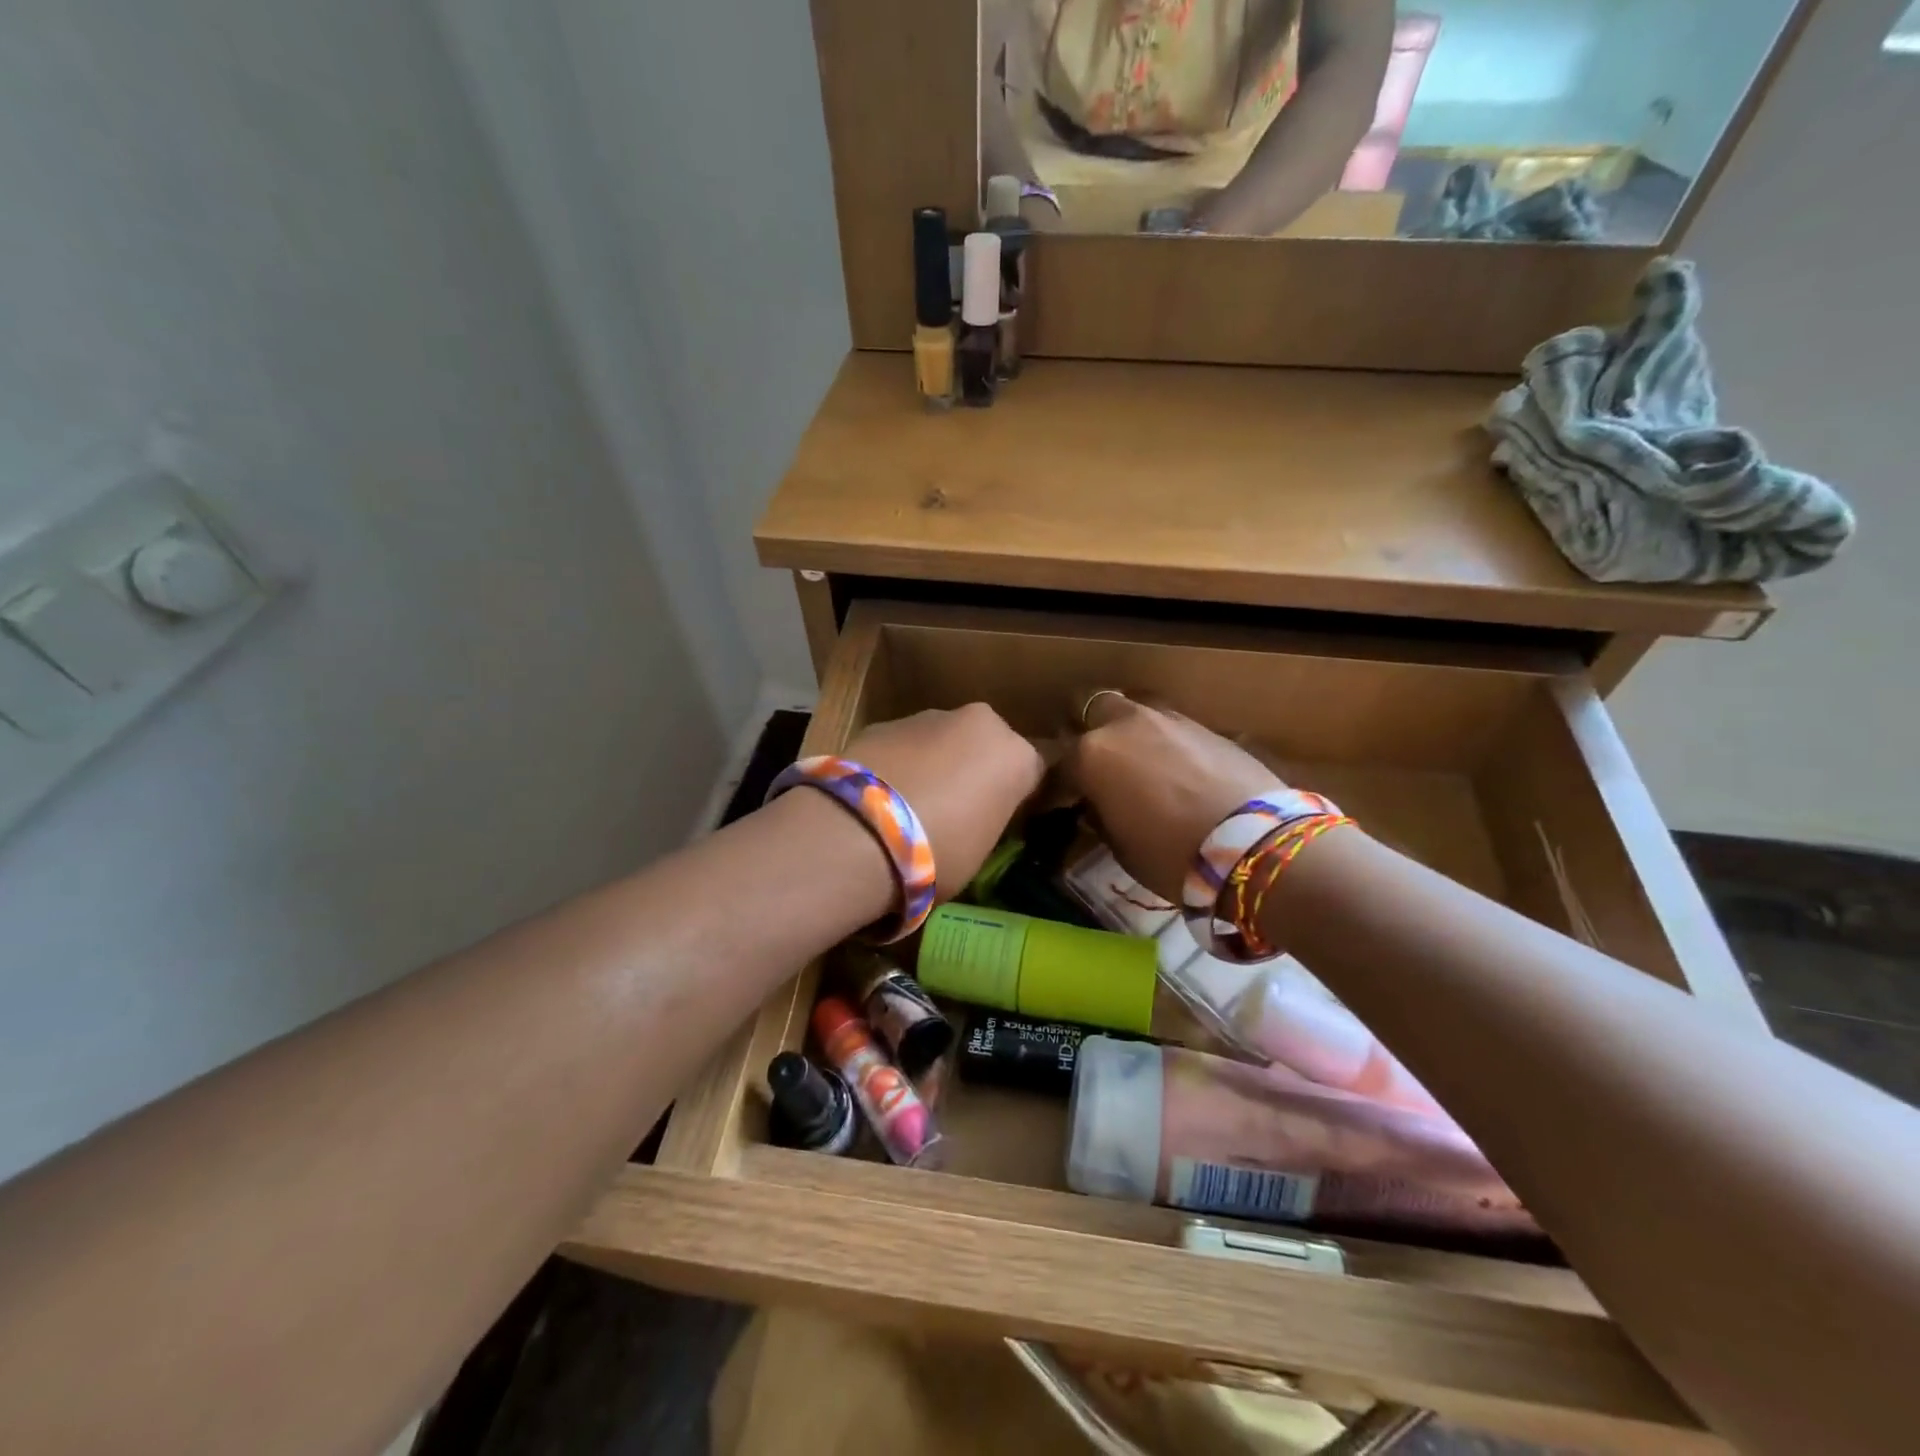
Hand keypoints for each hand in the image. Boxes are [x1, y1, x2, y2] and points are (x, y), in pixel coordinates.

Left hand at [843, 704, 1045, 900]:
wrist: (859, 832)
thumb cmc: (939, 853)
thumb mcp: (981, 850)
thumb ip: (986, 821)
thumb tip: (975, 818)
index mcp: (1016, 755)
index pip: (1033, 771)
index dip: (1018, 795)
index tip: (1004, 818)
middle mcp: (979, 723)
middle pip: (986, 746)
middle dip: (975, 769)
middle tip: (957, 809)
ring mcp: (928, 716)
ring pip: (943, 741)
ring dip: (935, 764)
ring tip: (911, 805)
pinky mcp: (884, 722)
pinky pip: (904, 746)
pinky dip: (899, 764)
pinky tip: (880, 797)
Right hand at [1064, 693, 1284, 901]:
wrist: (1254, 845)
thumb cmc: (1172, 856)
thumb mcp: (1121, 847)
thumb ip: (1100, 816)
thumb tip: (1096, 805)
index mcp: (1092, 755)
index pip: (1058, 765)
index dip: (1056, 787)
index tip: (1061, 805)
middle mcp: (1124, 724)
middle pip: (1091, 707)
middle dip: (1087, 729)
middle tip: (1095, 763)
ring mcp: (1166, 719)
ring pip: (1133, 709)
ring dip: (1127, 729)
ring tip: (1136, 760)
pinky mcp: (1205, 725)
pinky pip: (1169, 725)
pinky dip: (1163, 740)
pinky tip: (1174, 767)